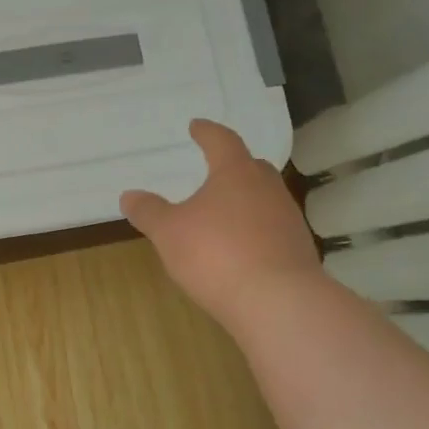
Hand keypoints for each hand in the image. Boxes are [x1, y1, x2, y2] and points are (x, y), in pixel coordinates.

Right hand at [120, 119, 320, 323]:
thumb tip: (129, 195)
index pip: (222, 141)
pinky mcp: (299, 251)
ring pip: (265, 198)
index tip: (196, 126)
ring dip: (246, 200)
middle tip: (215, 168)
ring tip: (224, 212)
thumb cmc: (216, 254)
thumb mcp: (169, 232)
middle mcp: (267, 189)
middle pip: (252, 167)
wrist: (278, 303)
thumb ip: (149, 211)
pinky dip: (256, 230)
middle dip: (233, 165)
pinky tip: (241, 247)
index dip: (207, 132)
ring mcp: (288, 220)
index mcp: (236, 173)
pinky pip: (273, 229)